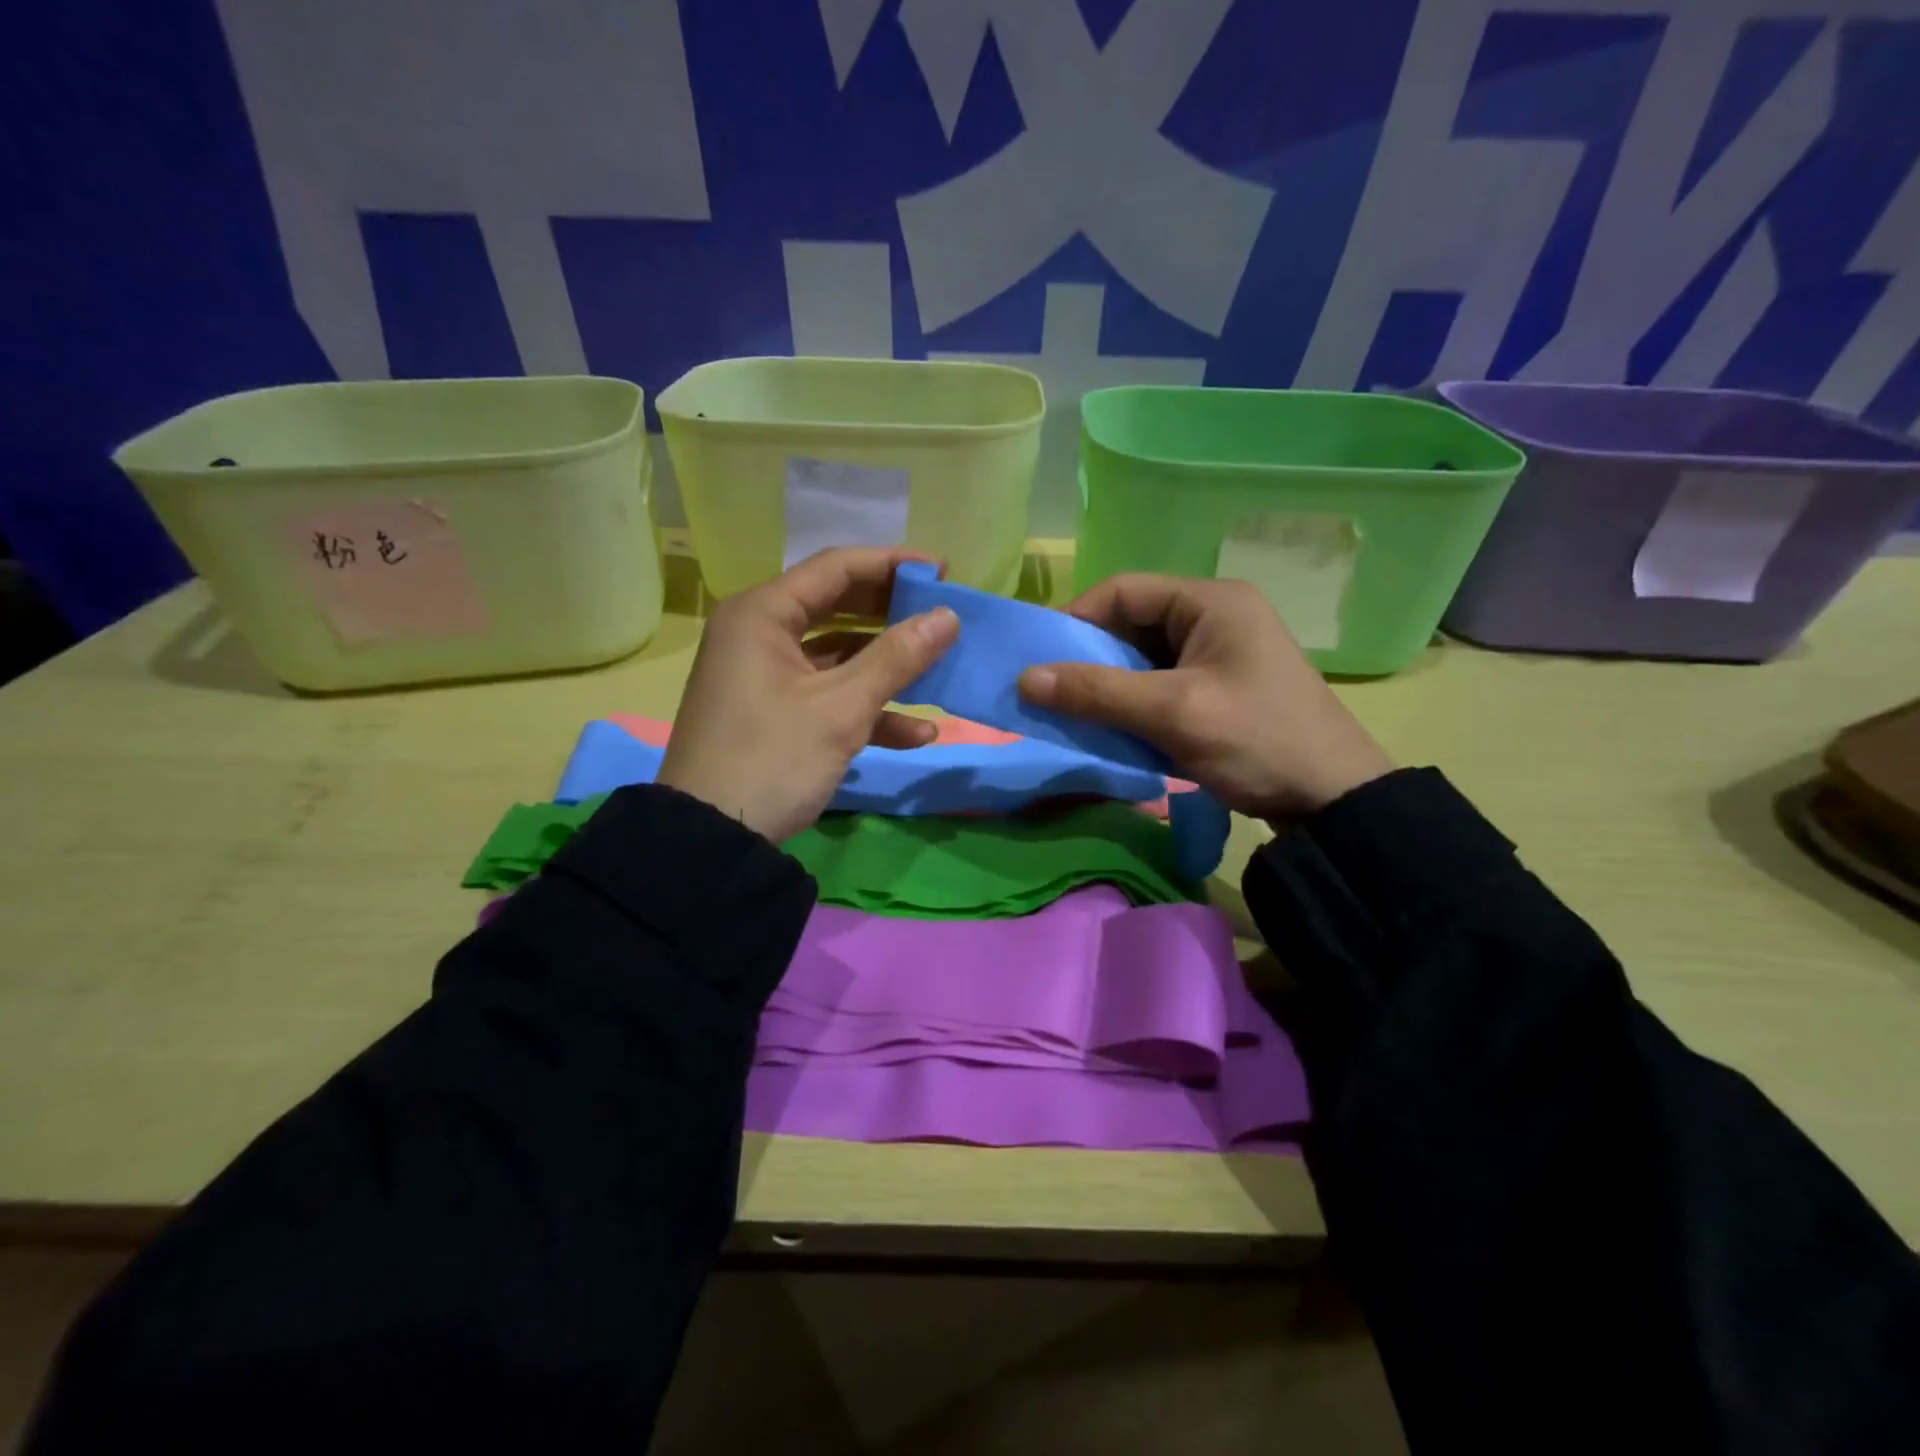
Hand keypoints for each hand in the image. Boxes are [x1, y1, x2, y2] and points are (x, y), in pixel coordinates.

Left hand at [657, 548, 959, 842]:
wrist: (711, 840)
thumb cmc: (772, 759)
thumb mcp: (840, 708)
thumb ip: (896, 658)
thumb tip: (948, 616)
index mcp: (762, 614)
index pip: (836, 568)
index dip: (892, 564)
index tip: (942, 571)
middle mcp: (759, 634)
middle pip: (838, 607)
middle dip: (893, 615)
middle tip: (943, 616)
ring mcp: (767, 676)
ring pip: (838, 655)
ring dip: (888, 668)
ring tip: (940, 671)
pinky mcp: (775, 713)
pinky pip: (828, 695)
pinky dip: (868, 709)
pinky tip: (917, 733)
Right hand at [1017, 575, 1391, 820]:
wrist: (1331, 800)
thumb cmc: (1256, 741)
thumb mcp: (1172, 713)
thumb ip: (1097, 692)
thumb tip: (1024, 679)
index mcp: (1210, 601)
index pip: (1122, 590)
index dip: (1076, 620)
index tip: (1042, 662)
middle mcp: (1213, 616)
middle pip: (1130, 622)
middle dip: (1090, 657)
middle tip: (1053, 693)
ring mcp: (1217, 653)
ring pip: (1141, 656)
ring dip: (1108, 684)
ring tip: (1076, 713)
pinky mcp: (1216, 686)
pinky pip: (1158, 683)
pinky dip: (1130, 702)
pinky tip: (1111, 728)